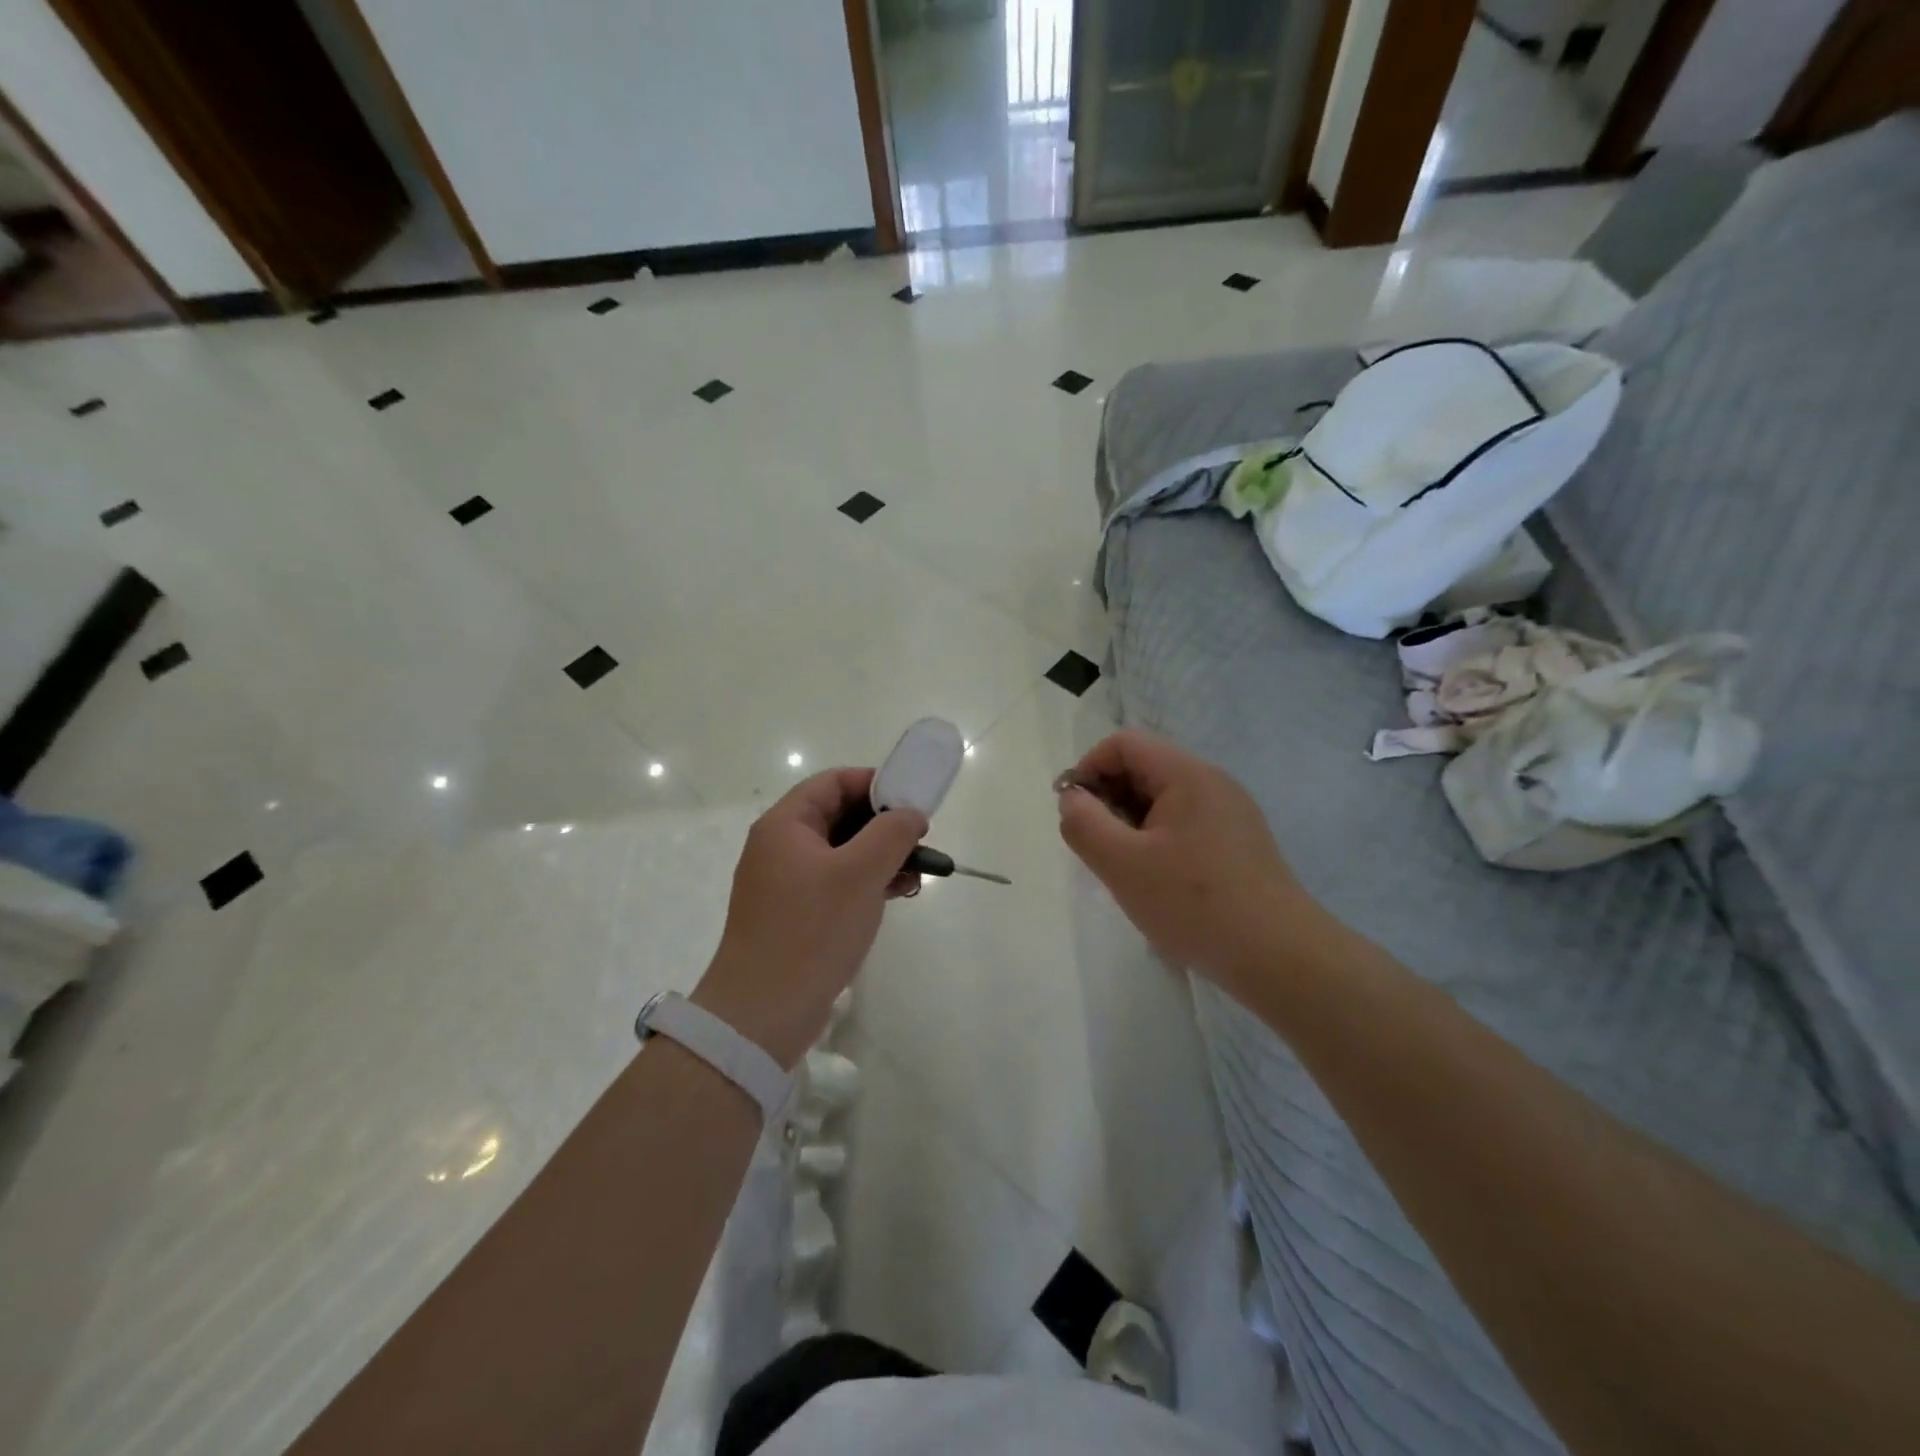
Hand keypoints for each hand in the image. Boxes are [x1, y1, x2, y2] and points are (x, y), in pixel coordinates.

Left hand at [695, 769, 927, 1066]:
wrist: (763, 1013)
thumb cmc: (811, 930)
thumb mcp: (860, 873)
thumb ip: (891, 833)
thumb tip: (910, 814)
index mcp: (785, 825)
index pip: (833, 782)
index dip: (875, 784)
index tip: (912, 802)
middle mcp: (781, 847)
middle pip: (838, 816)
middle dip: (883, 824)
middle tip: (920, 840)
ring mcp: (786, 883)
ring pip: (842, 852)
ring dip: (880, 856)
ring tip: (918, 873)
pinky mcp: (796, 914)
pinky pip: (836, 882)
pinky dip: (866, 882)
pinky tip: (897, 894)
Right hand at [1057, 730, 1325, 990]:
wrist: (1280, 957)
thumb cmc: (1194, 904)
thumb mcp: (1122, 864)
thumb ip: (1084, 824)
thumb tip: (1072, 800)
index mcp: (1187, 775)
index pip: (1123, 743)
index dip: (1088, 769)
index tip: (1073, 813)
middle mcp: (1213, 783)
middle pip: (1144, 767)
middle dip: (1108, 799)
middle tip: (1096, 847)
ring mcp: (1231, 813)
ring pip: (1163, 800)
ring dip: (1131, 823)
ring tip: (1124, 869)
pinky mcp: (1239, 844)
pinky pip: (1185, 824)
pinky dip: (1158, 841)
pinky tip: (1157, 882)